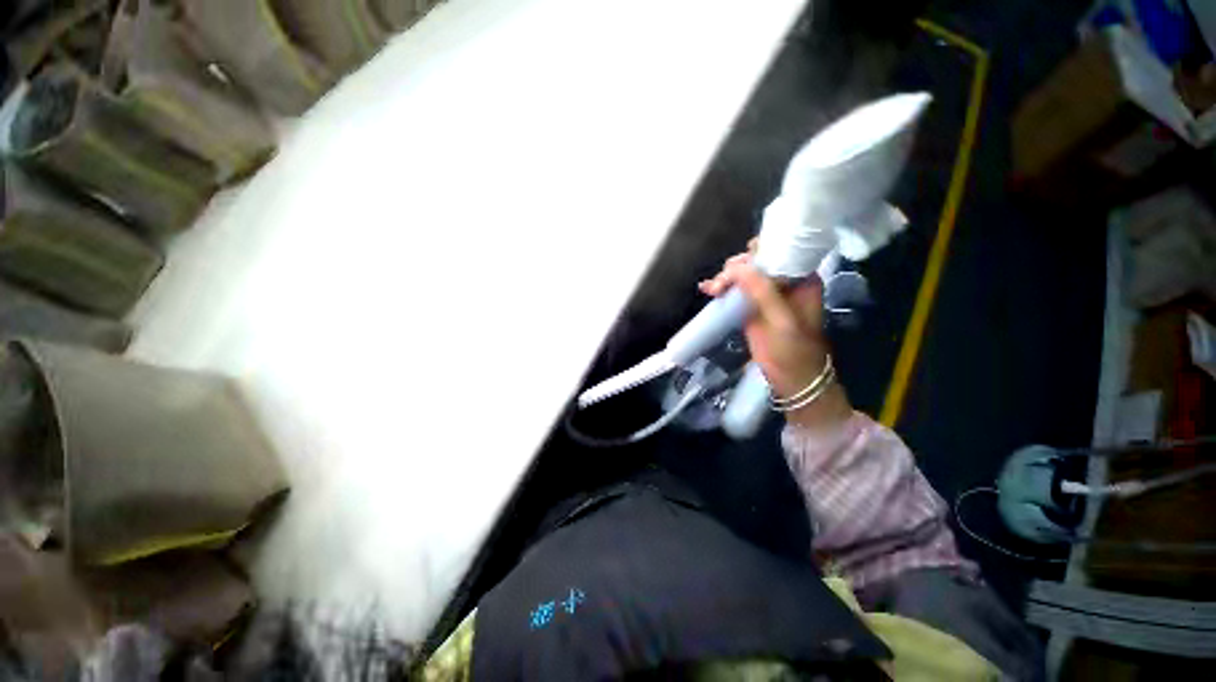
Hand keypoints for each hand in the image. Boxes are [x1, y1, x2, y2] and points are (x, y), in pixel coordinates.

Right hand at [699, 246, 850, 427]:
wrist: (791, 379)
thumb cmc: (794, 350)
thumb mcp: (782, 320)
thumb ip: (763, 291)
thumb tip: (737, 267)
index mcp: (801, 279)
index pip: (780, 252)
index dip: (758, 252)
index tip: (738, 264)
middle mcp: (783, 282)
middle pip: (756, 262)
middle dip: (736, 269)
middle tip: (721, 284)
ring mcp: (765, 295)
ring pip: (742, 276)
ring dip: (725, 278)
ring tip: (712, 290)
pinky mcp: (750, 307)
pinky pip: (734, 291)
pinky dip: (721, 288)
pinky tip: (707, 289)